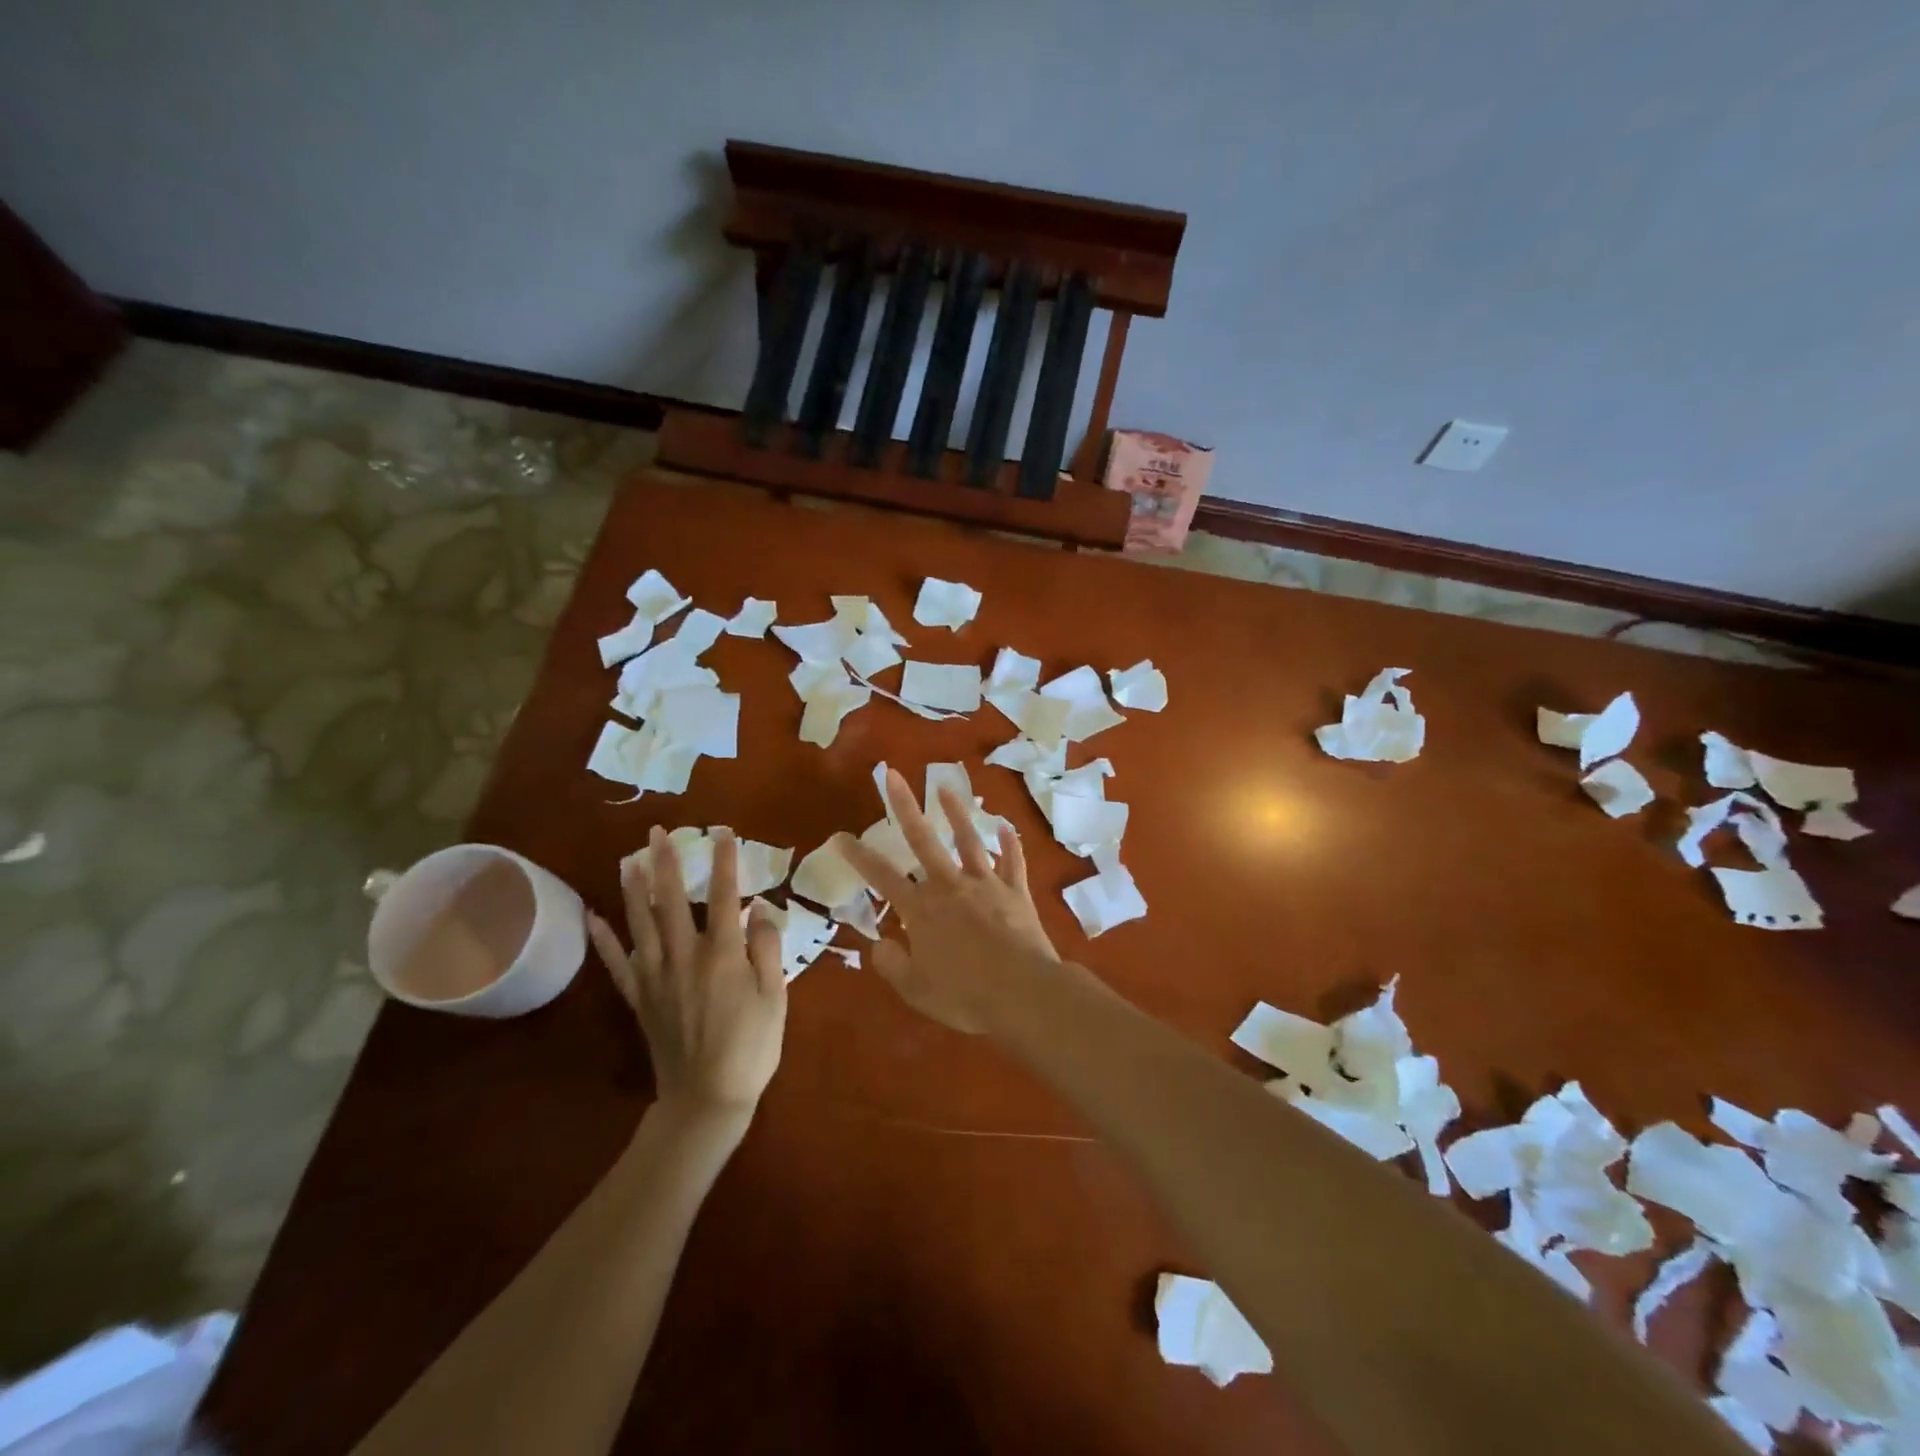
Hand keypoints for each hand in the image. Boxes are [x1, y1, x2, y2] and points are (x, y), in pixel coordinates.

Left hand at [588, 827, 786, 1116]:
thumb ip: (767, 949)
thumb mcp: (775, 997)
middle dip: (667, 863)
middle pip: (672, 901)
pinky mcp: (639, 998)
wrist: (707, 1099)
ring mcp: (656, 977)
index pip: (724, 896)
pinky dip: (603, 940)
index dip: (724, 862)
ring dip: (634, 889)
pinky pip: (617, 964)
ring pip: (641, 924)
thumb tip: (761, 908)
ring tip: (629, 860)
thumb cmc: (751, 1047)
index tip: (723, 832)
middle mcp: (684, 956)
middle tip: (658, 832)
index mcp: (722, 954)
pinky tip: (592, 918)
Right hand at [835, 769, 1058, 1033]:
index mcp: (921, 910)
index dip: (858, 856)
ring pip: (968, 840)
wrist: (1023, 993)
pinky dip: (1009, 843)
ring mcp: (986, 884)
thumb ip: (893, 964)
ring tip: (946, 788)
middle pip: (923, 839)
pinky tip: (1006, 827)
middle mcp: (950, 886)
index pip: (881, 877)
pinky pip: (1013, 861)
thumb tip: (880, 945)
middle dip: (905, 806)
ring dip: (956, 813)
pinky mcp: (1016, 891)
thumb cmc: (965, 996)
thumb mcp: (916, 990)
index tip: (840, 836)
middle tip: (894, 775)